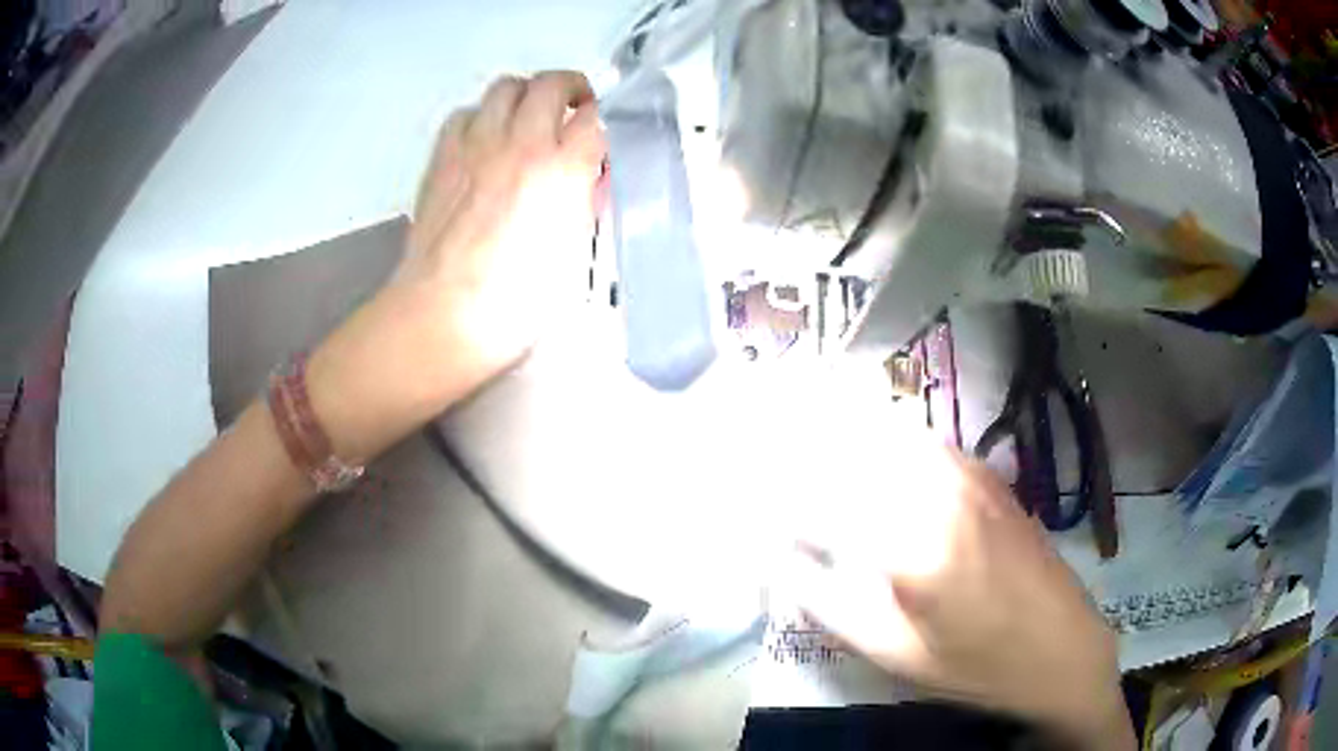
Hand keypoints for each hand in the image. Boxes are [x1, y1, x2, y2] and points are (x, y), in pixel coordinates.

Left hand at [394, 70, 605, 378]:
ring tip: (528, 120)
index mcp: (563, 171)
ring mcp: (477, 146)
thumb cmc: (517, 301)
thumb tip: (585, 178)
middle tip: (574, 110)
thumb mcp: (573, 254)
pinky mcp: (443, 157)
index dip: (607, 120)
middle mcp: (522, 144)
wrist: (444, 315)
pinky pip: (465, 113)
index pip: (598, 118)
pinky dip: (482, 117)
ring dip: (525, 96)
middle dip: (571, 89)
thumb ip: (582, 203)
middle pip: (552, 83)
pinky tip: (484, 141)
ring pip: (506, 86)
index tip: (606, 133)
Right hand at [788, 446, 1132, 749]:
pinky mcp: (981, 469)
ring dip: (834, 441)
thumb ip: (825, 602)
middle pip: (844, 453)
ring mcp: (962, 472)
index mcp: (908, 548)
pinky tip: (864, 459)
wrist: (1060, 645)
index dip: (771, 499)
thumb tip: (774, 557)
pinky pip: (915, 439)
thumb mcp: (891, 653)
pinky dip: (877, 441)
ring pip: (879, 435)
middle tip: (764, 469)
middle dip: (794, 458)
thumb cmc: (974, 664)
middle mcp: (934, 493)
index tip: (749, 509)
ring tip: (803, 455)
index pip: (814, 501)